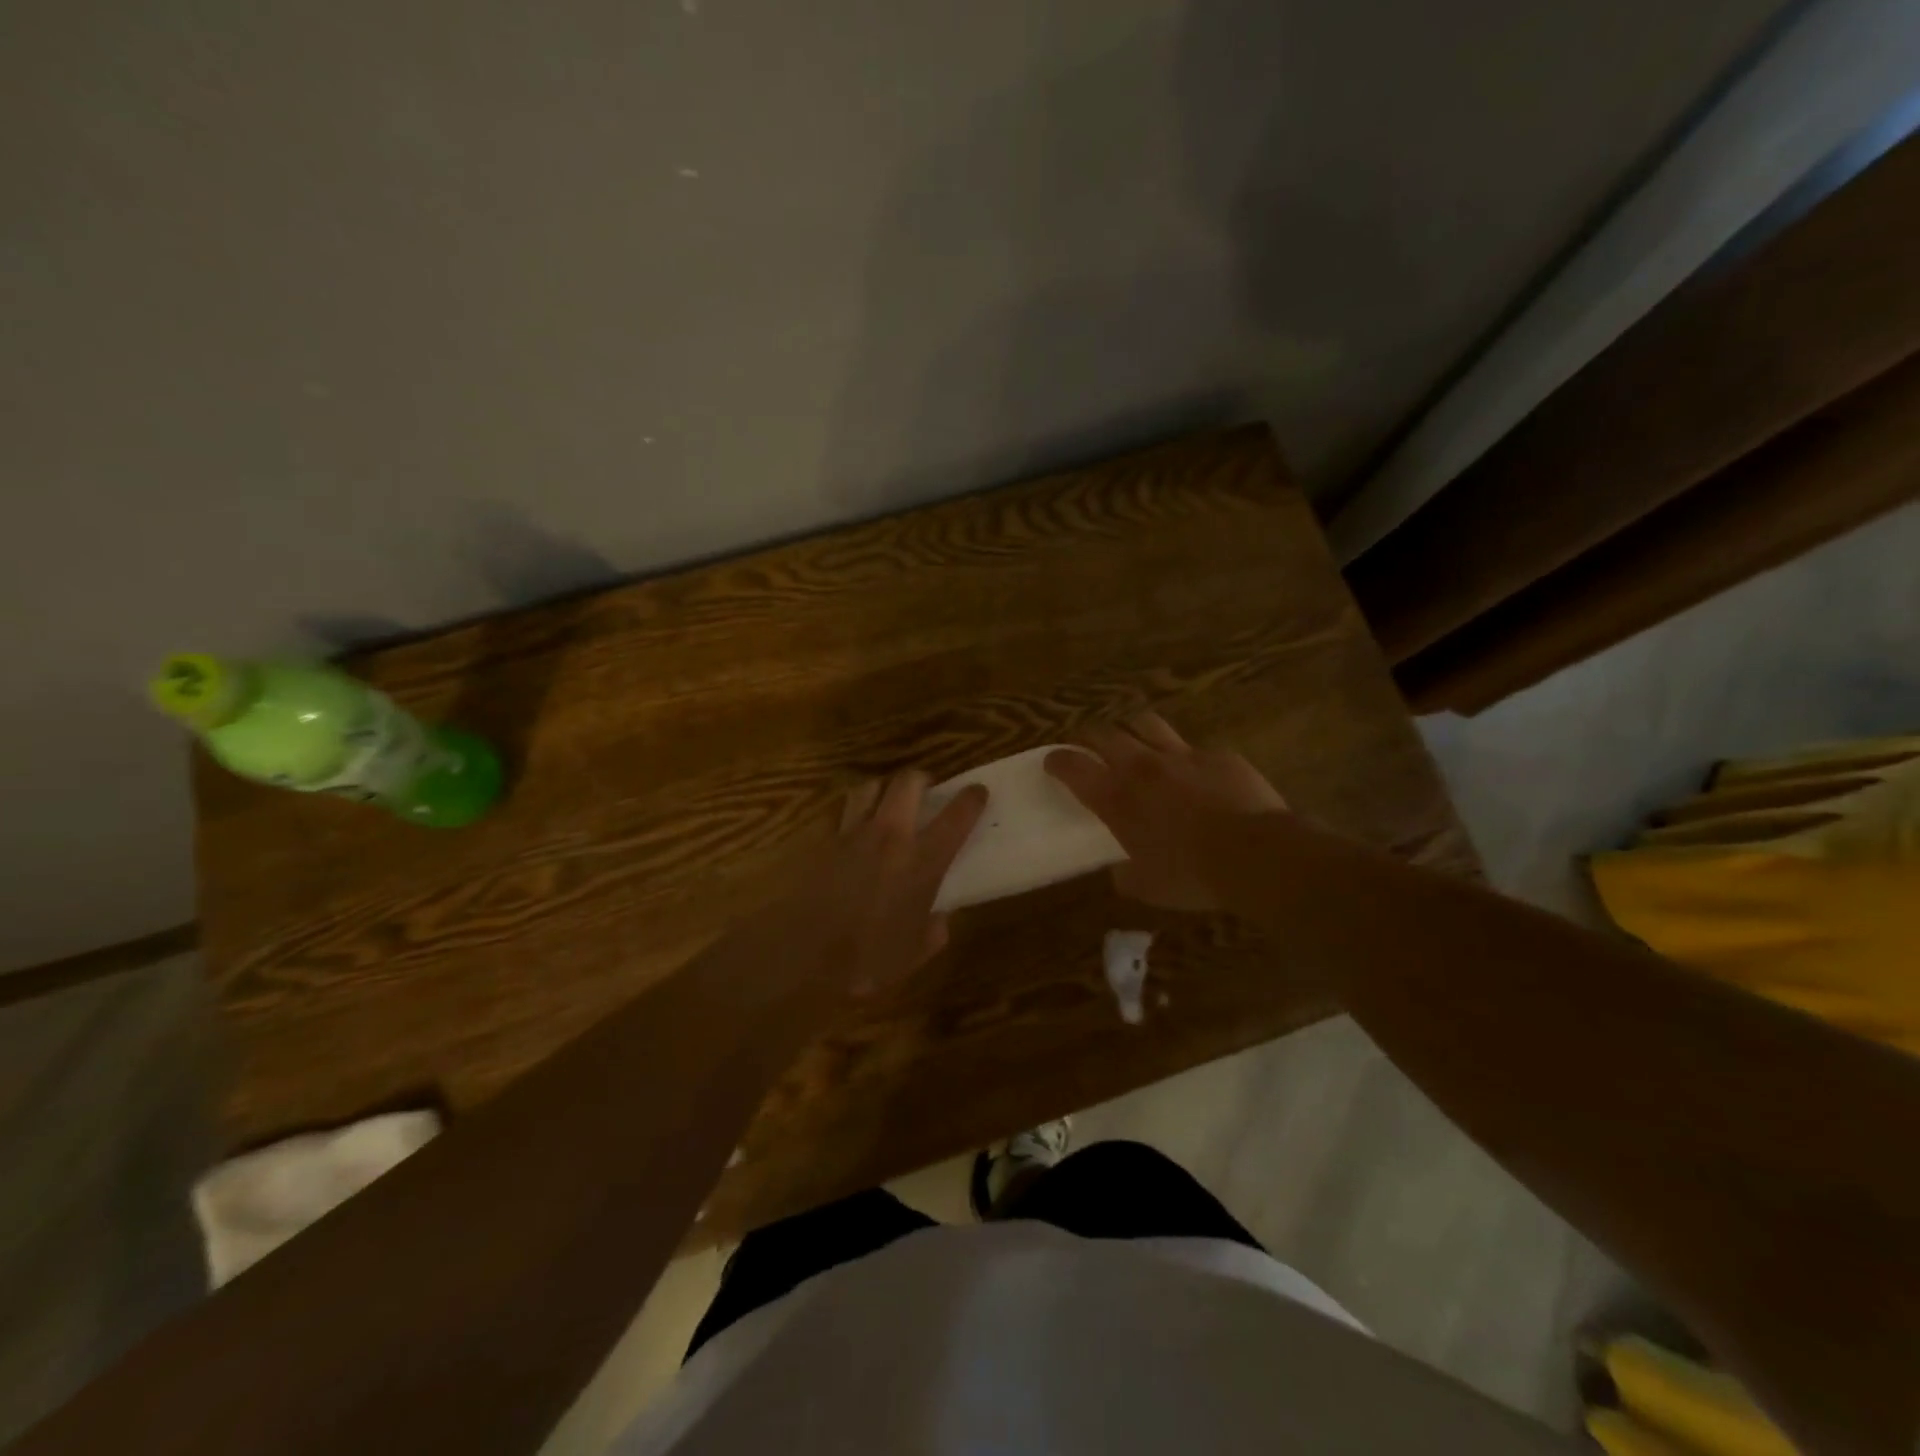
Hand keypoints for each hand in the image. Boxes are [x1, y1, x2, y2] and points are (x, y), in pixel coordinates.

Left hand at [756, 770, 988, 995]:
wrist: (802, 955)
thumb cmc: (866, 960)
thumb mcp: (914, 955)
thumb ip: (934, 931)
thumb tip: (940, 918)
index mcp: (923, 861)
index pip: (957, 815)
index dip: (972, 798)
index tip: (978, 793)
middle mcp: (891, 836)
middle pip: (908, 781)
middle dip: (921, 780)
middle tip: (925, 793)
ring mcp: (853, 833)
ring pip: (870, 786)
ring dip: (883, 790)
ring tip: (886, 806)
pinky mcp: (824, 841)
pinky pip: (842, 813)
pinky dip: (853, 814)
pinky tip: (853, 834)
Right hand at [1046, 711, 1286, 911]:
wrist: (1257, 856)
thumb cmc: (1192, 875)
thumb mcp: (1147, 888)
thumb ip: (1125, 876)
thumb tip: (1118, 872)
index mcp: (1118, 798)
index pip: (1074, 767)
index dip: (1058, 760)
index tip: (1052, 760)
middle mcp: (1143, 767)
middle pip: (1105, 734)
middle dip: (1090, 736)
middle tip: (1088, 745)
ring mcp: (1183, 755)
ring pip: (1146, 724)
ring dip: (1133, 729)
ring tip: (1134, 740)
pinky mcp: (1219, 755)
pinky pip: (1194, 747)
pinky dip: (1185, 756)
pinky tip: (1193, 772)